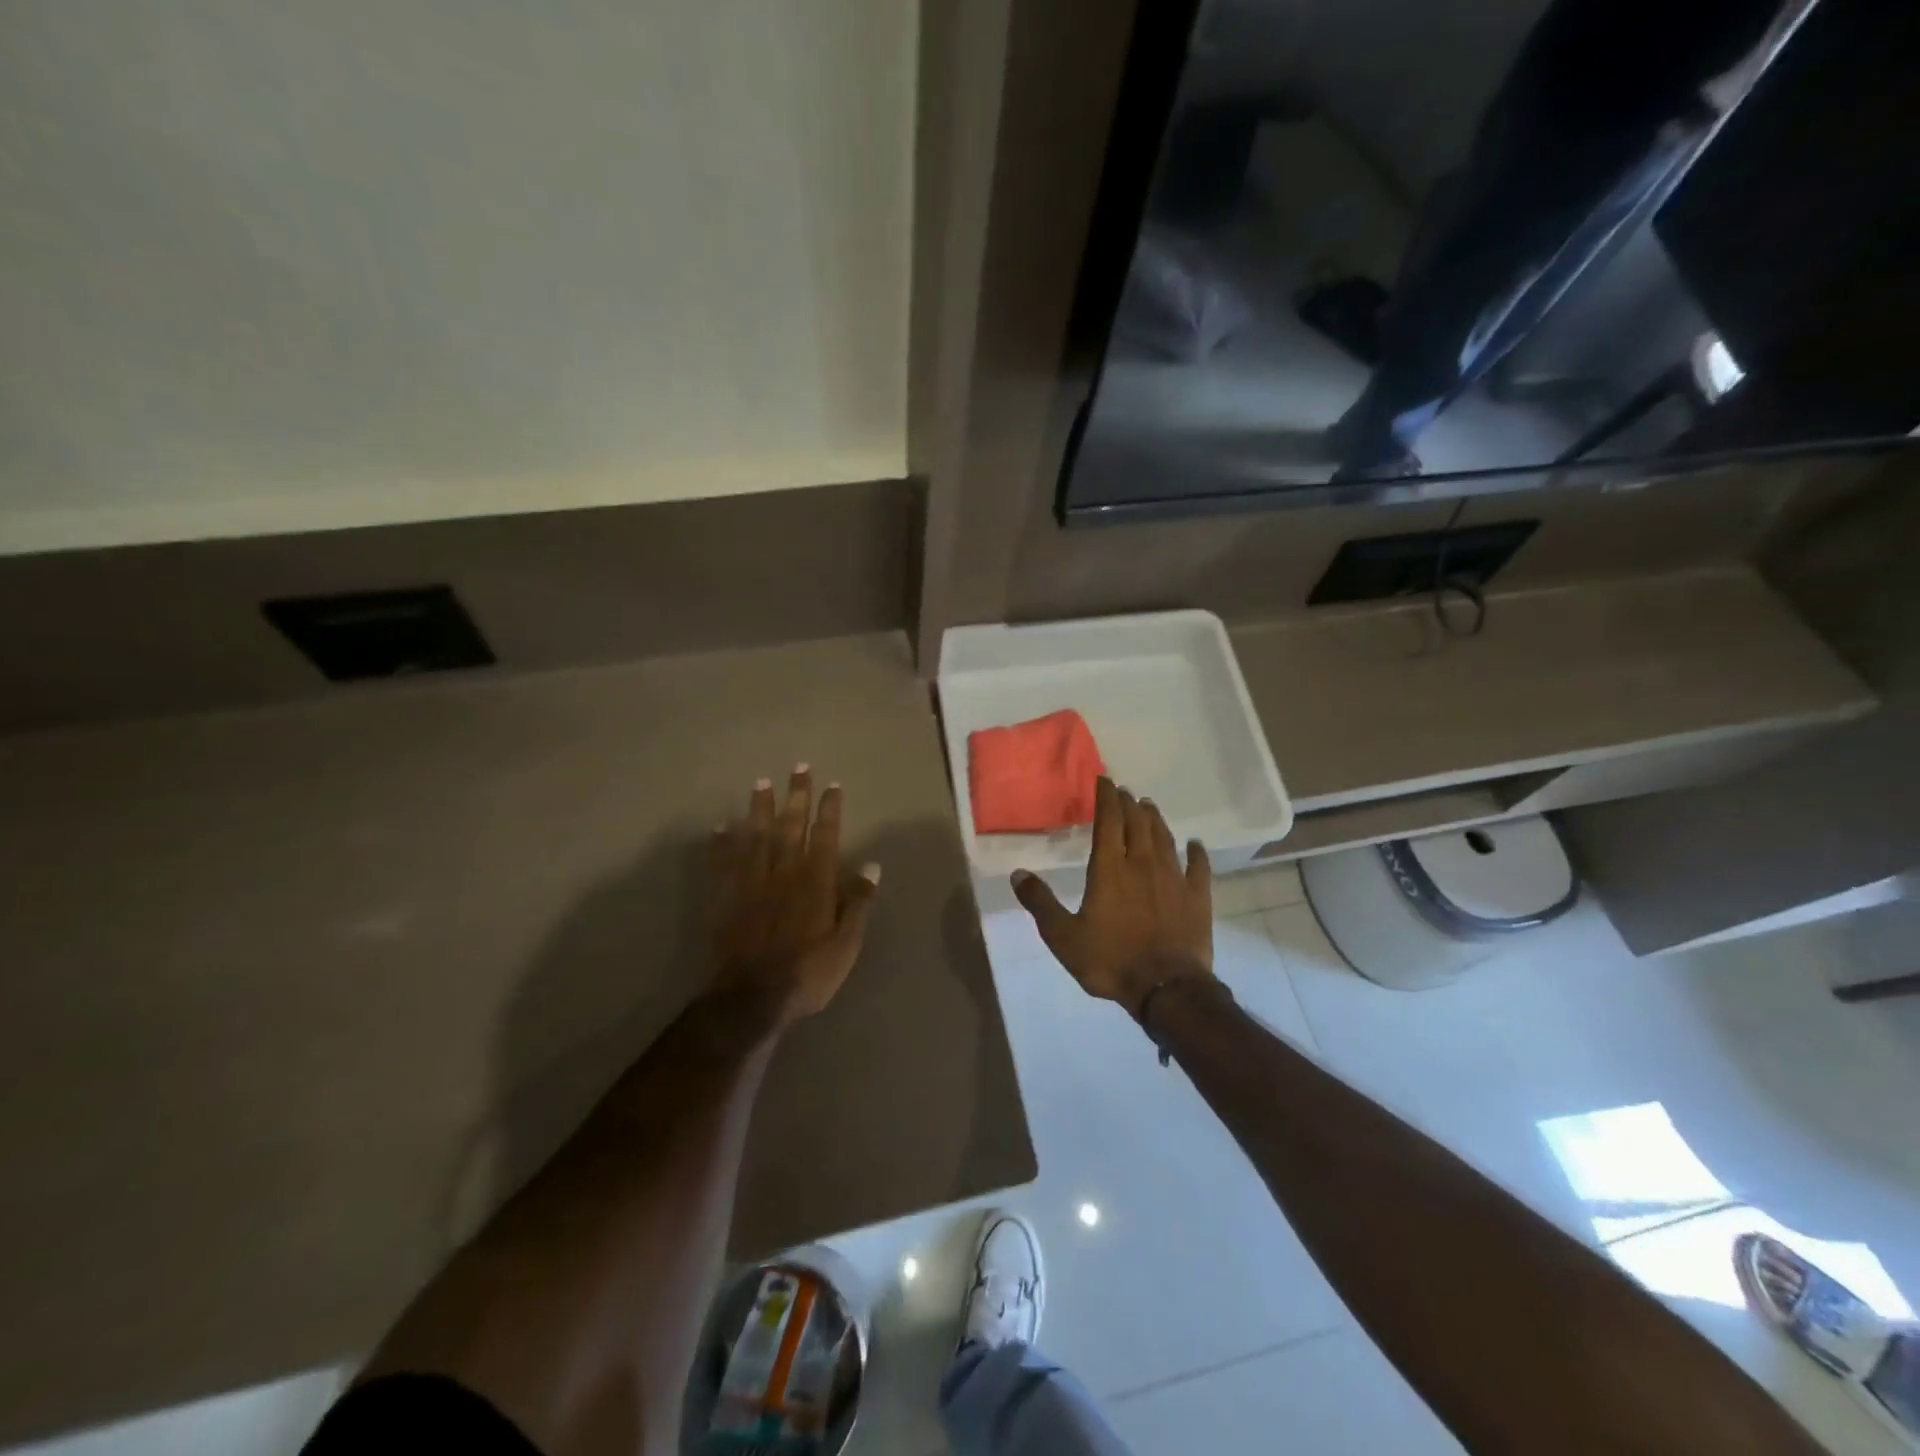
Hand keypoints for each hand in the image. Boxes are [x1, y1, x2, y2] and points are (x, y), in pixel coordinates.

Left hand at [711, 767, 881, 1023]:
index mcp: (816, 881)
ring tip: (761, 782)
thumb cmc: (808, 972)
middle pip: (791, 826)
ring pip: (757, 836)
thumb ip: (858, 902)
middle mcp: (784, 872)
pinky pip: (723, 862)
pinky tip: (722, 826)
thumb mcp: (847, 943)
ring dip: (760, 808)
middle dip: (796, 796)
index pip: (826, 835)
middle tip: (799, 767)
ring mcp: (752, 882)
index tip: (832, 785)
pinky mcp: (726, 897)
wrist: (752, 997)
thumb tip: (871, 866)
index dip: (830, 809)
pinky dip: (722, 842)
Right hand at [1011, 776, 1213, 1017]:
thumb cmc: (1111, 960)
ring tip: (1149, 806)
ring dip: (1155, 819)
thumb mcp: (1063, 937)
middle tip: (1125, 792)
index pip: (1108, 821)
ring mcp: (1174, 878)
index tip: (1105, 781)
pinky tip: (1194, 845)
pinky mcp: (1197, 897)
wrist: (1167, 989)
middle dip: (1129, 803)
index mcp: (1110, 869)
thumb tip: (1017, 873)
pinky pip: (1198, 867)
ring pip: (1164, 838)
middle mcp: (1142, 864)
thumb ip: (1040, 903)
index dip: (1106, 798)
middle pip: (1137, 823)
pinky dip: (1196, 852)